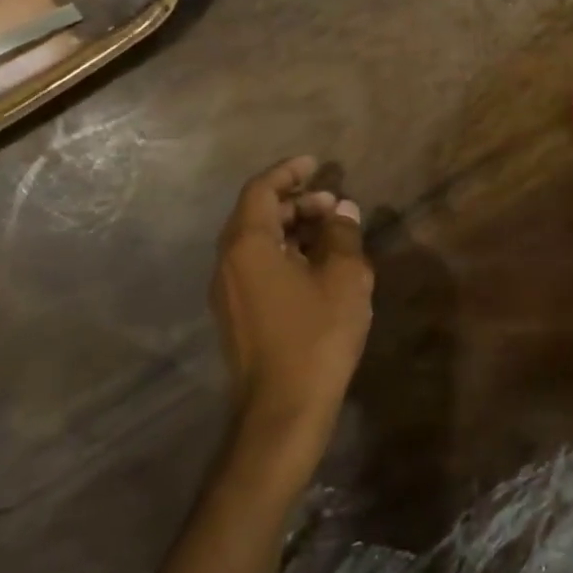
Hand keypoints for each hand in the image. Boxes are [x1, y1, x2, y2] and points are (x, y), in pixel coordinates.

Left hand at [211, 156, 373, 456]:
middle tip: (333, 204)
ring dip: (291, 228)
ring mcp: (228, 292)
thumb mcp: (345, 278)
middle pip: (256, 214)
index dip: (288, 172)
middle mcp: (228, 263)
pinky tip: (318, 266)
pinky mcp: (236, 315)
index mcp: (248, 246)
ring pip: (256, 242)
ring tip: (332, 233)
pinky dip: (285, 253)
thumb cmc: (317, 336)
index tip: (315, 163)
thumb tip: (342, 210)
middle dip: (295, 201)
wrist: (283, 409)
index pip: (260, 190)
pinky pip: (257, 266)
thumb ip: (343, 236)